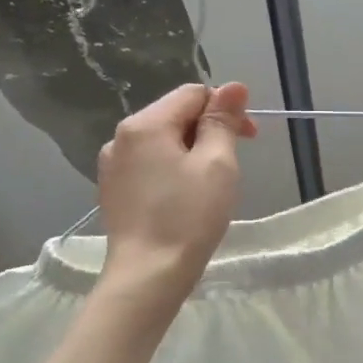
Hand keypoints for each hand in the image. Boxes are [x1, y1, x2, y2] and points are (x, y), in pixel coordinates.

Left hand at [97, 83, 255, 303]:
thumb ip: (223, 121)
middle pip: (175, 115)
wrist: (148, 275)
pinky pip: (150, 165)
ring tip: (211, 184)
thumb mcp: (217, 164)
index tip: (249, 138)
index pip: (193, 94)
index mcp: (145, 124)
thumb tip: (233, 87)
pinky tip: (185, 198)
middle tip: (235, 164)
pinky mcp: (113, 191)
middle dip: (209, 130)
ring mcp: (112, 166)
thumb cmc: (188, 217)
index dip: (226, 108)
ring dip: (192, 151)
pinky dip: (173, 170)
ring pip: (163, 142)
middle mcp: (121, 137)